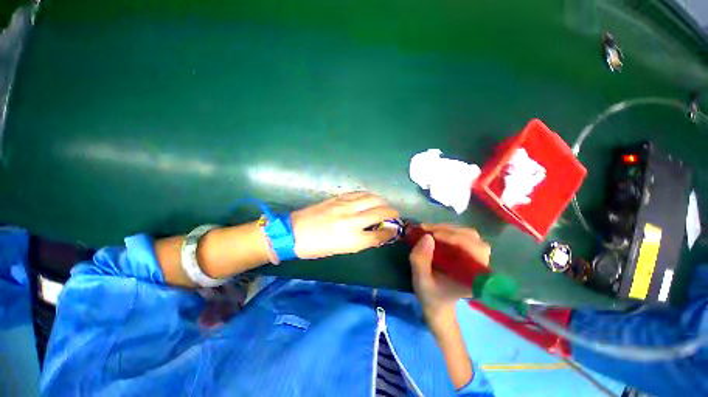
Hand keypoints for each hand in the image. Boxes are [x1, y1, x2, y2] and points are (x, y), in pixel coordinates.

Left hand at [291, 192, 399, 258]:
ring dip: (382, 201)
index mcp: (352, 239)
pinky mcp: (338, 198)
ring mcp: (345, 206)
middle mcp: (352, 220)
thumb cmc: (317, 247)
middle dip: (392, 213)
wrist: (294, 232)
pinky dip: (368, 195)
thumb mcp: (342, 250)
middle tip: (394, 214)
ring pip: (372, 198)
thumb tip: (377, 233)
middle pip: (380, 212)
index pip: (380, 234)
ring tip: (383, 205)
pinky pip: (359, 193)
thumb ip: (362, 240)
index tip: (395, 229)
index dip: (391, 232)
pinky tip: (369, 198)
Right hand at [409, 224, 490, 327]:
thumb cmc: (430, 294)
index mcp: (474, 277)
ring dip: (446, 229)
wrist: (436, 301)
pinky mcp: (467, 252)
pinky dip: (445, 230)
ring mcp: (474, 257)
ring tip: (427, 230)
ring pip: (467, 234)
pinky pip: (461, 235)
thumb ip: (420, 261)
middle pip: (472, 238)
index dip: (455, 239)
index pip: (475, 250)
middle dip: (448, 231)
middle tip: (426, 230)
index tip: (432, 236)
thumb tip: (426, 237)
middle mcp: (479, 265)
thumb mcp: (420, 280)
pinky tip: (432, 232)